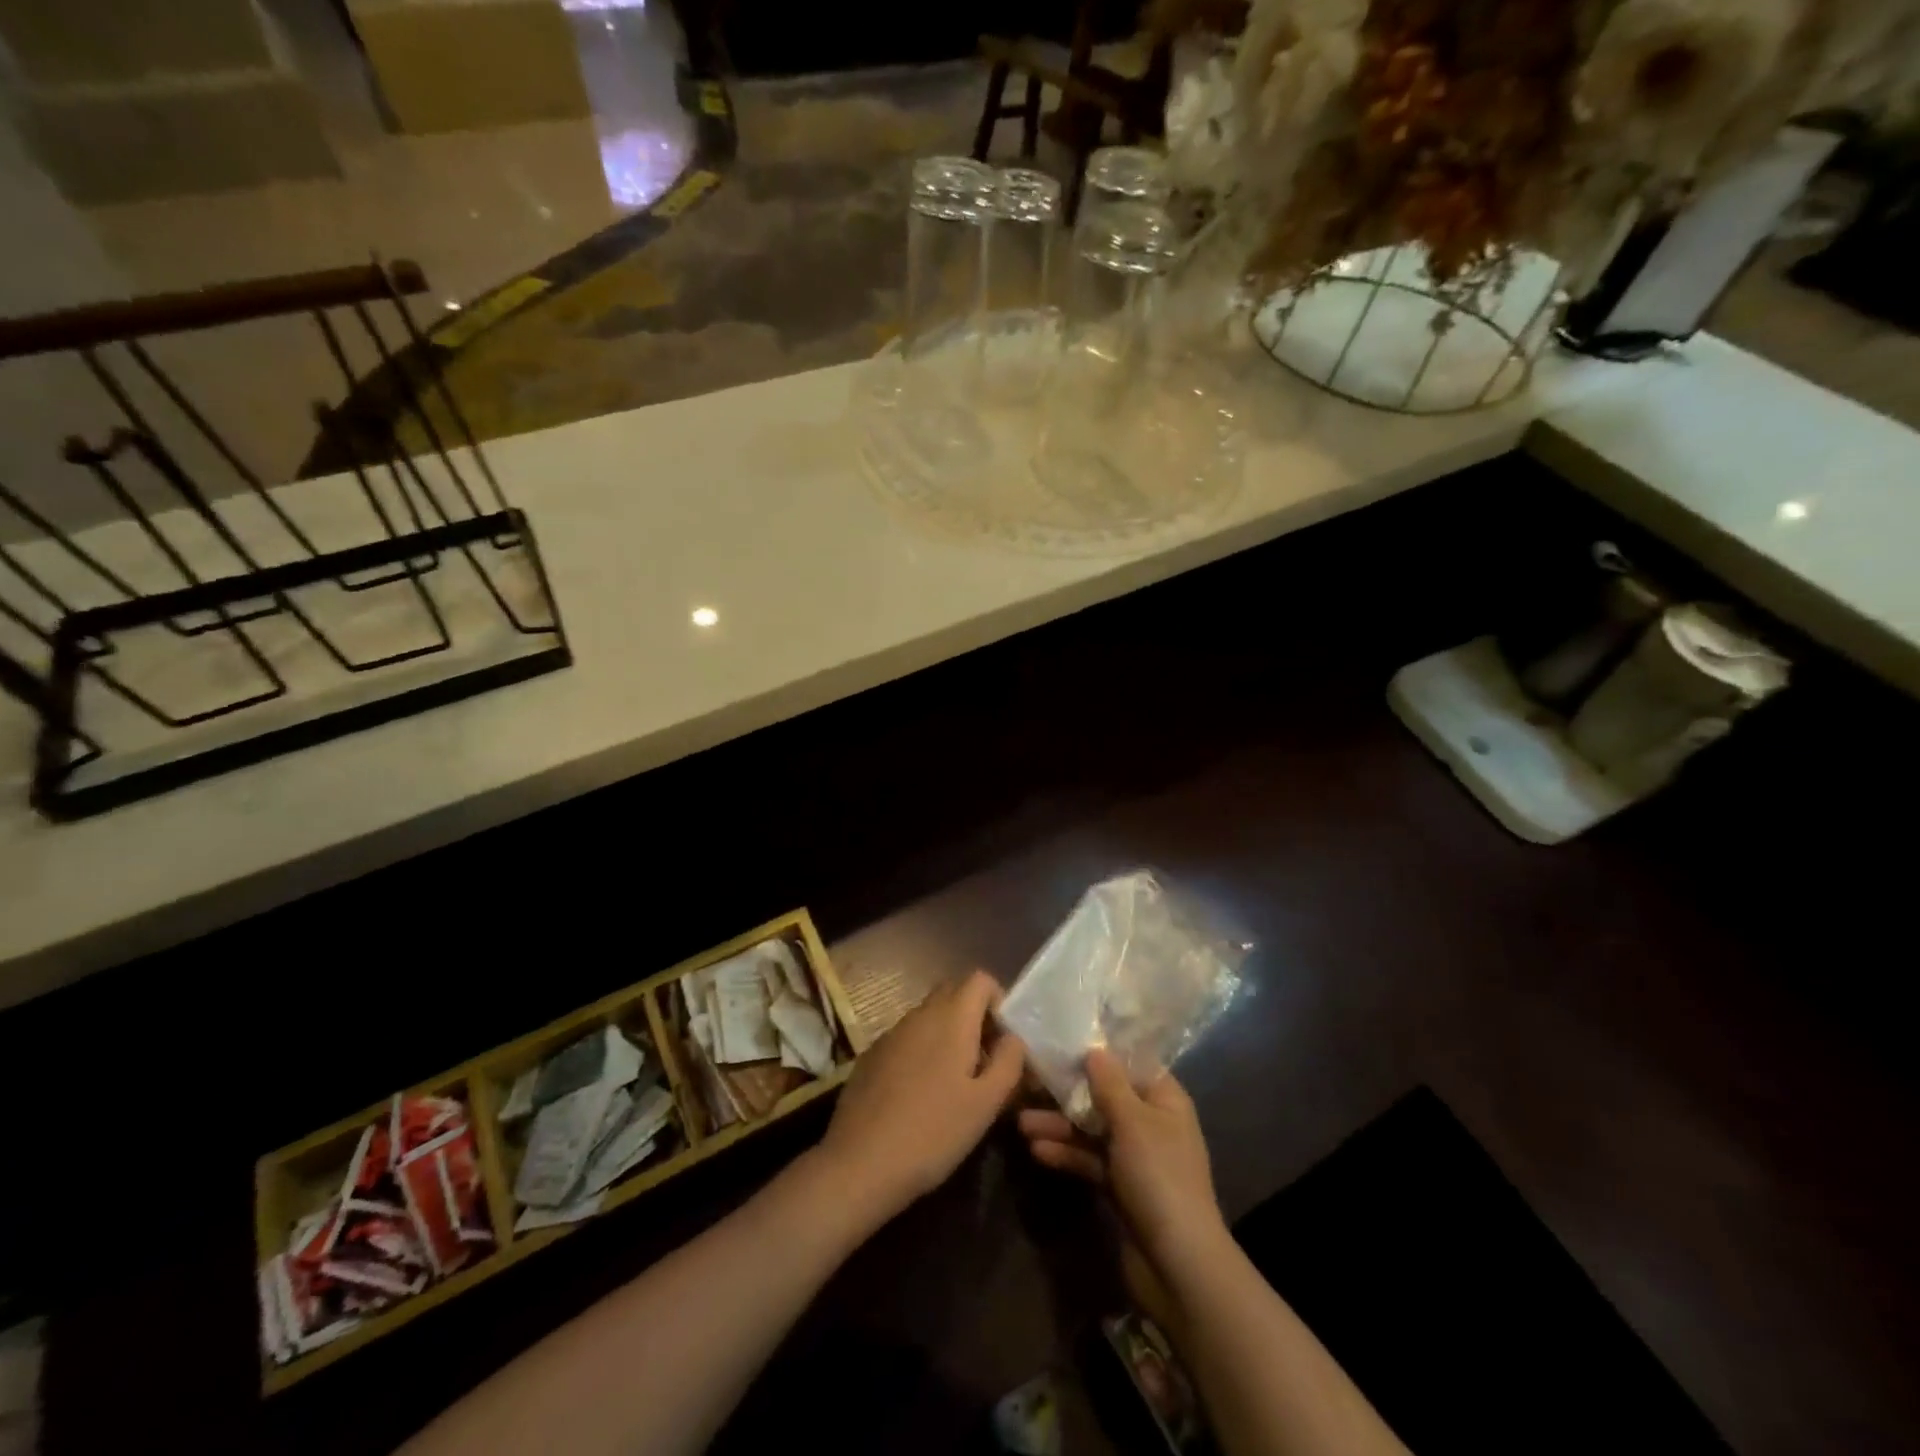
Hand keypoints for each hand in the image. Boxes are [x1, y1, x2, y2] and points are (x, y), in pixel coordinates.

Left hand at [817, 970, 1024, 1225]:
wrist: (860, 1163)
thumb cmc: (934, 1132)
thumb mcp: (986, 1103)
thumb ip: (1009, 1062)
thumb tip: (1013, 1038)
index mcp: (951, 1018)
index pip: (979, 979)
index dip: (997, 1001)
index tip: (1003, 1040)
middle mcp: (919, 1014)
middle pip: (953, 993)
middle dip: (974, 1016)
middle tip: (985, 1061)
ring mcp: (891, 1033)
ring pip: (929, 1017)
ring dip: (948, 1035)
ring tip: (955, 1083)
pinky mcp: (871, 1055)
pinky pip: (907, 1038)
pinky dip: (922, 1051)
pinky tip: (920, 1095)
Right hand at [1018, 1048, 1226, 1270]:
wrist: (1178, 1264)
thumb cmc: (1159, 1177)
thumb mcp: (1133, 1122)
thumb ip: (1109, 1084)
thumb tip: (1094, 1049)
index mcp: (1164, 1099)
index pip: (1130, 1064)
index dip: (1099, 1054)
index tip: (1063, 1043)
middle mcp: (1151, 1122)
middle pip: (1104, 1097)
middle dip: (1068, 1094)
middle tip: (1029, 1085)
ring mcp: (1135, 1157)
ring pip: (1092, 1130)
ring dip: (1060, 1125)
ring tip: (1022, 1124)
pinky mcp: (1120, 1187)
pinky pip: (1090, 1160)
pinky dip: (1067, 1154)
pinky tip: (1037, 1152)